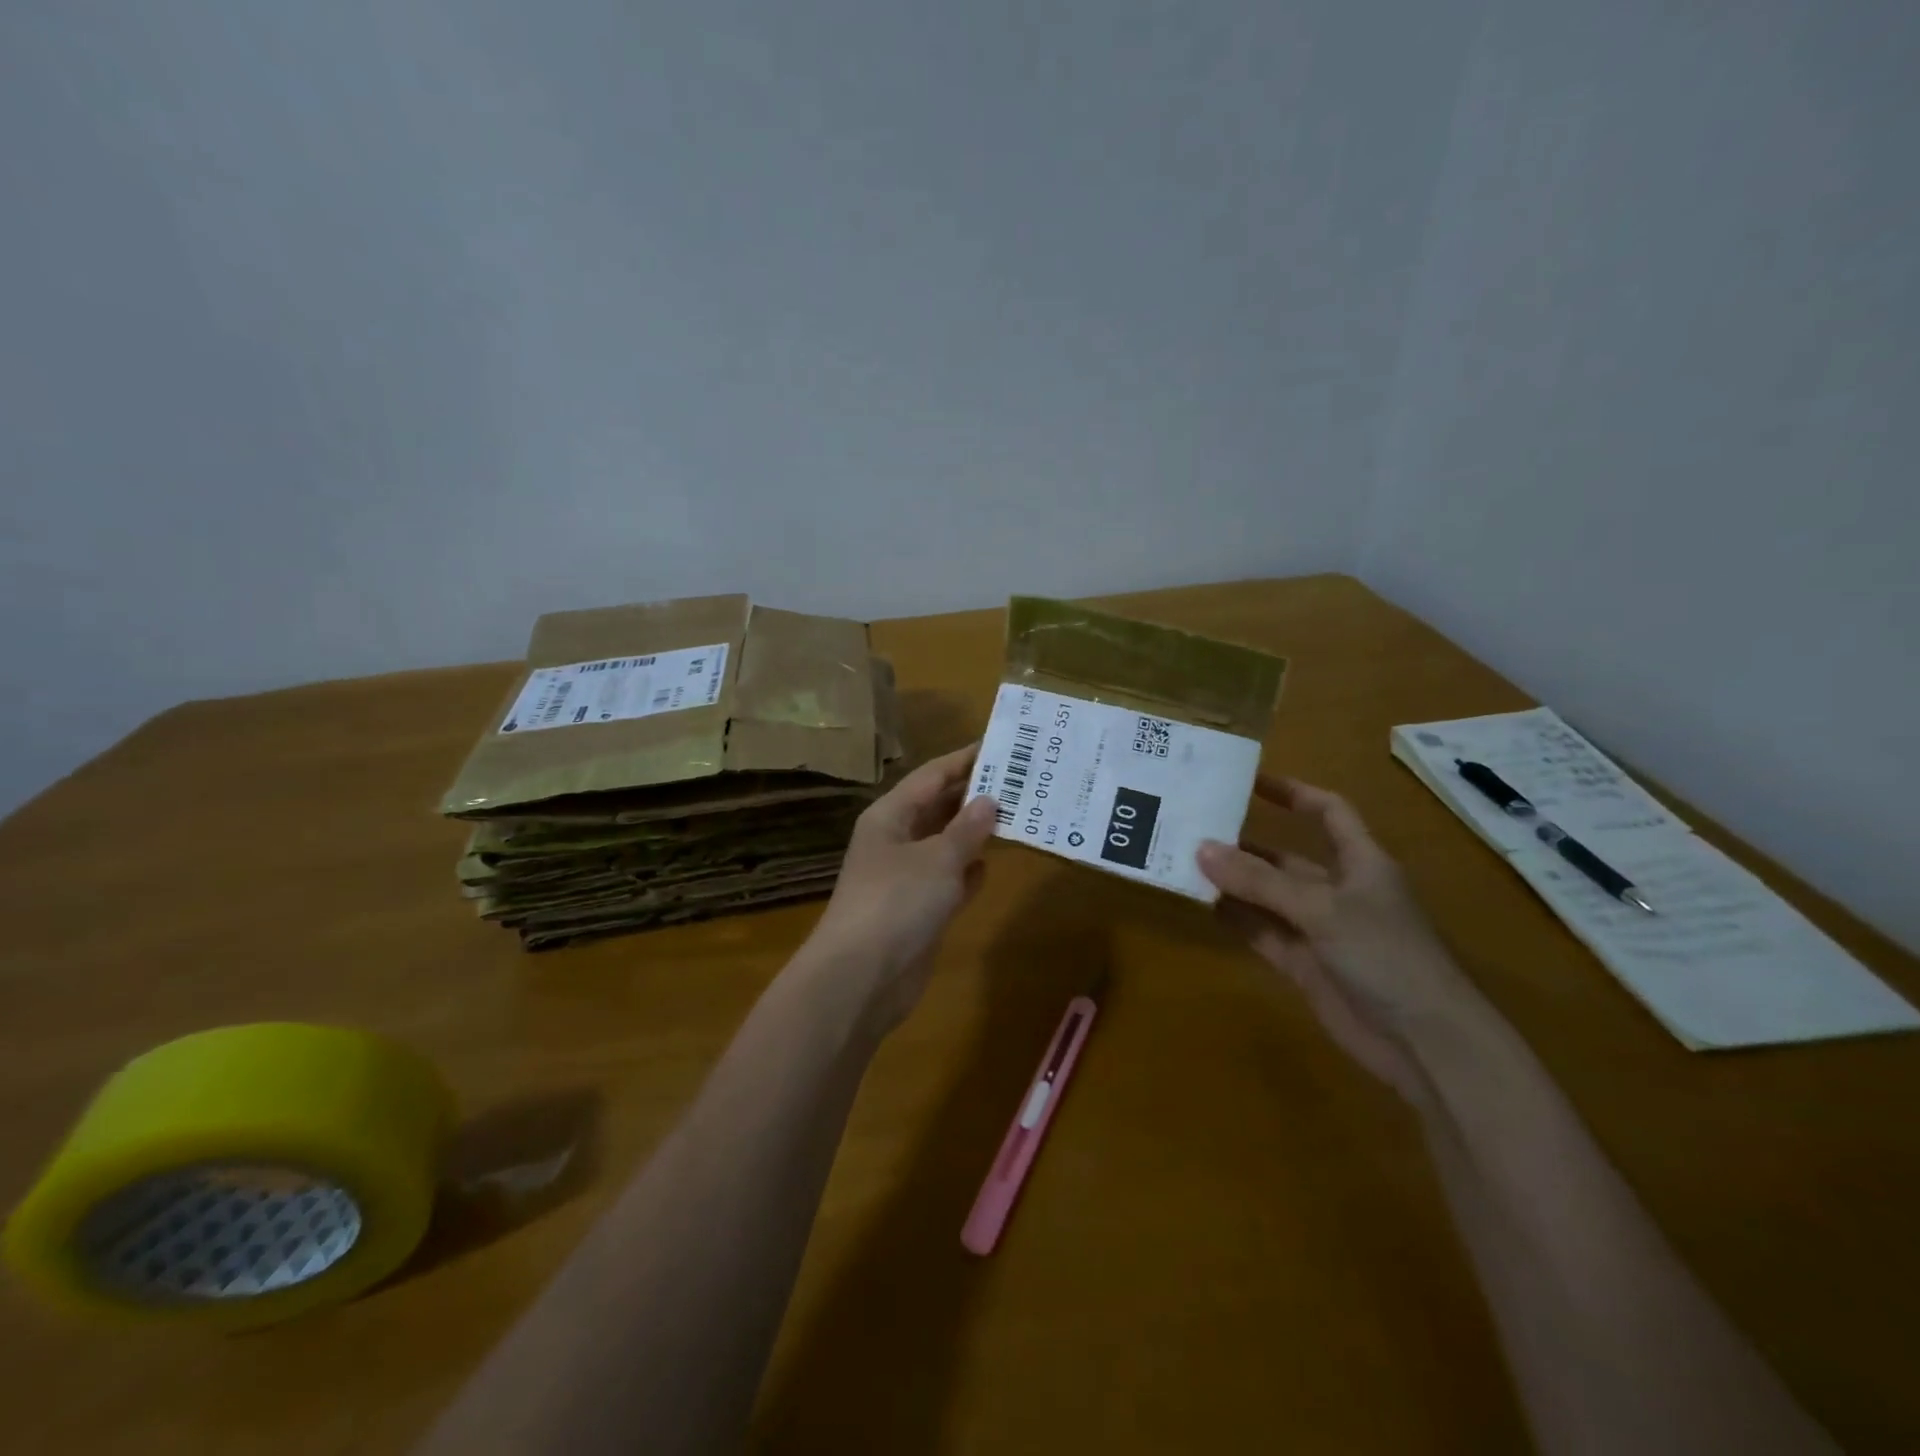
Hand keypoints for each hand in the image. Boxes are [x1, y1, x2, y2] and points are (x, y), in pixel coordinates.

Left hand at [805, 745, 997, 1032]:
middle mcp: (896, 840)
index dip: (964, 759)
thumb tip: (989, 800)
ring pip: (946, 844)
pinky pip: (948, 880)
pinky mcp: (918, 911)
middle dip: (975, 795)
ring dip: (976, 833)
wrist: (861, 978)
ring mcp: (906, 877)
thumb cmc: (896, 903)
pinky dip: (968, 872)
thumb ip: (967, 829)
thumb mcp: (937, 859)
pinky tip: (993, 864)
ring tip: (1020, 815)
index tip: (1002, 745)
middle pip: (939, 807)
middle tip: (1022, 780)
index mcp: (890, 816)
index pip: (931, 776)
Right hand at [1197, 776, 1481, 1100]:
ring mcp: (1320, 930)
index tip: (1249, 780)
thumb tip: (1201, 849)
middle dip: (1245, 844)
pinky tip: (1202, 905)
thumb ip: (1260, 882)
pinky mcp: (1305, 965)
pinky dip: (1236, 919)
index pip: (1329, 812)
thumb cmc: (1386, 956)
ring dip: (1233, 883)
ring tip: (1185, 864)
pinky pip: (1263, 932)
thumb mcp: (1322, 909)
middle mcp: (1339, 891)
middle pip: (1285, 858)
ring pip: (1268, 896)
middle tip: (1194, 829)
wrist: (1424, 1044)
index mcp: (1361, 863)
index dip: (1294, 792)